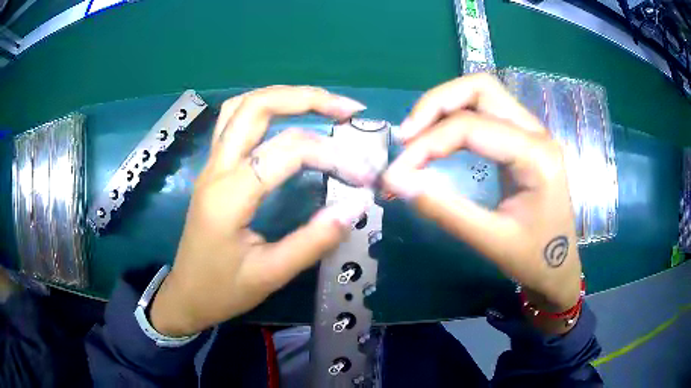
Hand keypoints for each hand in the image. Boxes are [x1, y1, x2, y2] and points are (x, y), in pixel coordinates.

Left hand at [150, 86, 375, 336]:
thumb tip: (357, 204)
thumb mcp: (270, 274)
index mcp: (229, 195)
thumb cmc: (223, 290)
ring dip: (284, 97)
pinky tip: (288, 118)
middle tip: (348, 109)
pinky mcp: (213, 168)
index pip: (287, 152)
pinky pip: (236, 121)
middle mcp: (216, 168)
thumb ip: (314, 240)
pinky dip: (266, 109)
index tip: (364, 176)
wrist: (186, 295)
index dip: (333, 156)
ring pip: (242, 106)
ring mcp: (211, 164)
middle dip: (306, 98)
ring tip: (323, 105)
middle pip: (256, 106)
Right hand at [384, 74, 581, 319]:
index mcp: (536, 156)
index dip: (427, 144)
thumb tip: (396, 182)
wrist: (558, 266)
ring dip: (444, 106)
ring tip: (415, 134)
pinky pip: (485, 110)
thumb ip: (443, 209)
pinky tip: (439, 137)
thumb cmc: (532, 258)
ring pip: (482, 93)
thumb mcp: (489, 240)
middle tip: (406, 135)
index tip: (396, 171)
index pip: (471, 128)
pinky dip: (456, 116)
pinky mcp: (523, 138)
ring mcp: (532, 131)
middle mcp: (536, 131)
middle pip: (480, 88)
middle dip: (436, 104)